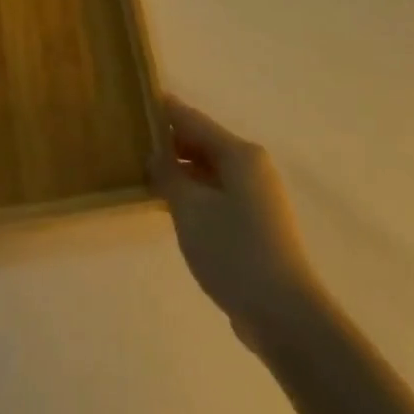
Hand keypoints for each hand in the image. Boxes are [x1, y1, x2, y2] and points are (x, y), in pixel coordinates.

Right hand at [151, 99, 323, 350]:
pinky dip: (194, 191)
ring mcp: (257, 195)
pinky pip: (217, 193)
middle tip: (130, 139)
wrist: (283, 313)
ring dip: (180, 169)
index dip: (164, 110)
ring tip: (142, 170)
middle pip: (204, 143)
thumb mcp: (190, 209)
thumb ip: (168, 175)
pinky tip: (170, 203)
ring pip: (210, 170)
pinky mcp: (256, 222)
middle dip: (169, 141)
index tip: (136, 99)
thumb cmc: (234, 251)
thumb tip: (155, 153)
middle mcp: (252, 166)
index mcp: (240, 154)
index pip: (193, 120)